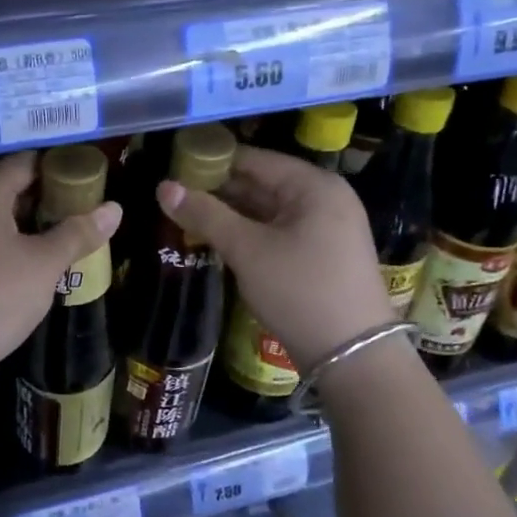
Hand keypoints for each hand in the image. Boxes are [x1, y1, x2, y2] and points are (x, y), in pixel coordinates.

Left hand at [0, 152, 121, 411]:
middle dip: (48, 200)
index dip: (61, 168)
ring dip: (28, 227)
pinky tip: (32, 268)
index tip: (91, 181)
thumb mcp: (44, 265)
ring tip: (66, 240)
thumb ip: (78, 233)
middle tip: (85, 214)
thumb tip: (115, 208)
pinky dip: (6, 247)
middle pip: (9, 188)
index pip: (27, 162)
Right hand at [158, 145, 393, 368]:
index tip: (174, 168)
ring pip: (268, 211)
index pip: (254, 160)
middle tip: (174, 196)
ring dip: (230, 215)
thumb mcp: (248, 250)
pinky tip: (218, 240)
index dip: (212, 161)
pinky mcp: (322, 256)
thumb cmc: (300, 291)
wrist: (352, 356)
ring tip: (186, 217)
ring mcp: (327, 229)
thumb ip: (206, 215)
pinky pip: (278, 232)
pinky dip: (249, 234)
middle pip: (262, 183)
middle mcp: (325, 199)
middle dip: (219, 190)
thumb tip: (163, 187)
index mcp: (314, 186)